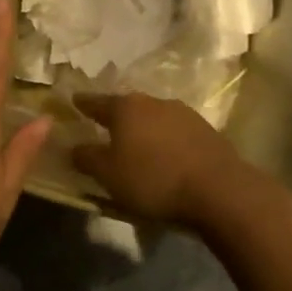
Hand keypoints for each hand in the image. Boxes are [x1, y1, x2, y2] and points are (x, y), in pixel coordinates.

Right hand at [71, 92, 248, 225]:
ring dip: (143, 128)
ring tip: (136, 144)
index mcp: (125, 108)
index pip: (96, 102)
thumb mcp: (108, 174)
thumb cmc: (153, 179)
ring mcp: (183, 113)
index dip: (83, 104)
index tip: (74, 101)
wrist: (218, 189)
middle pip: (127, 107)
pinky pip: (174, 131)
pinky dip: (164, 139)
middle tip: (104, 126)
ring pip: (153, 117)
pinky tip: (164, 155)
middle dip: (115, 116)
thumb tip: (73, 147)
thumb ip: (87, 158)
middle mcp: (153, 102)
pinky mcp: (205, 130)